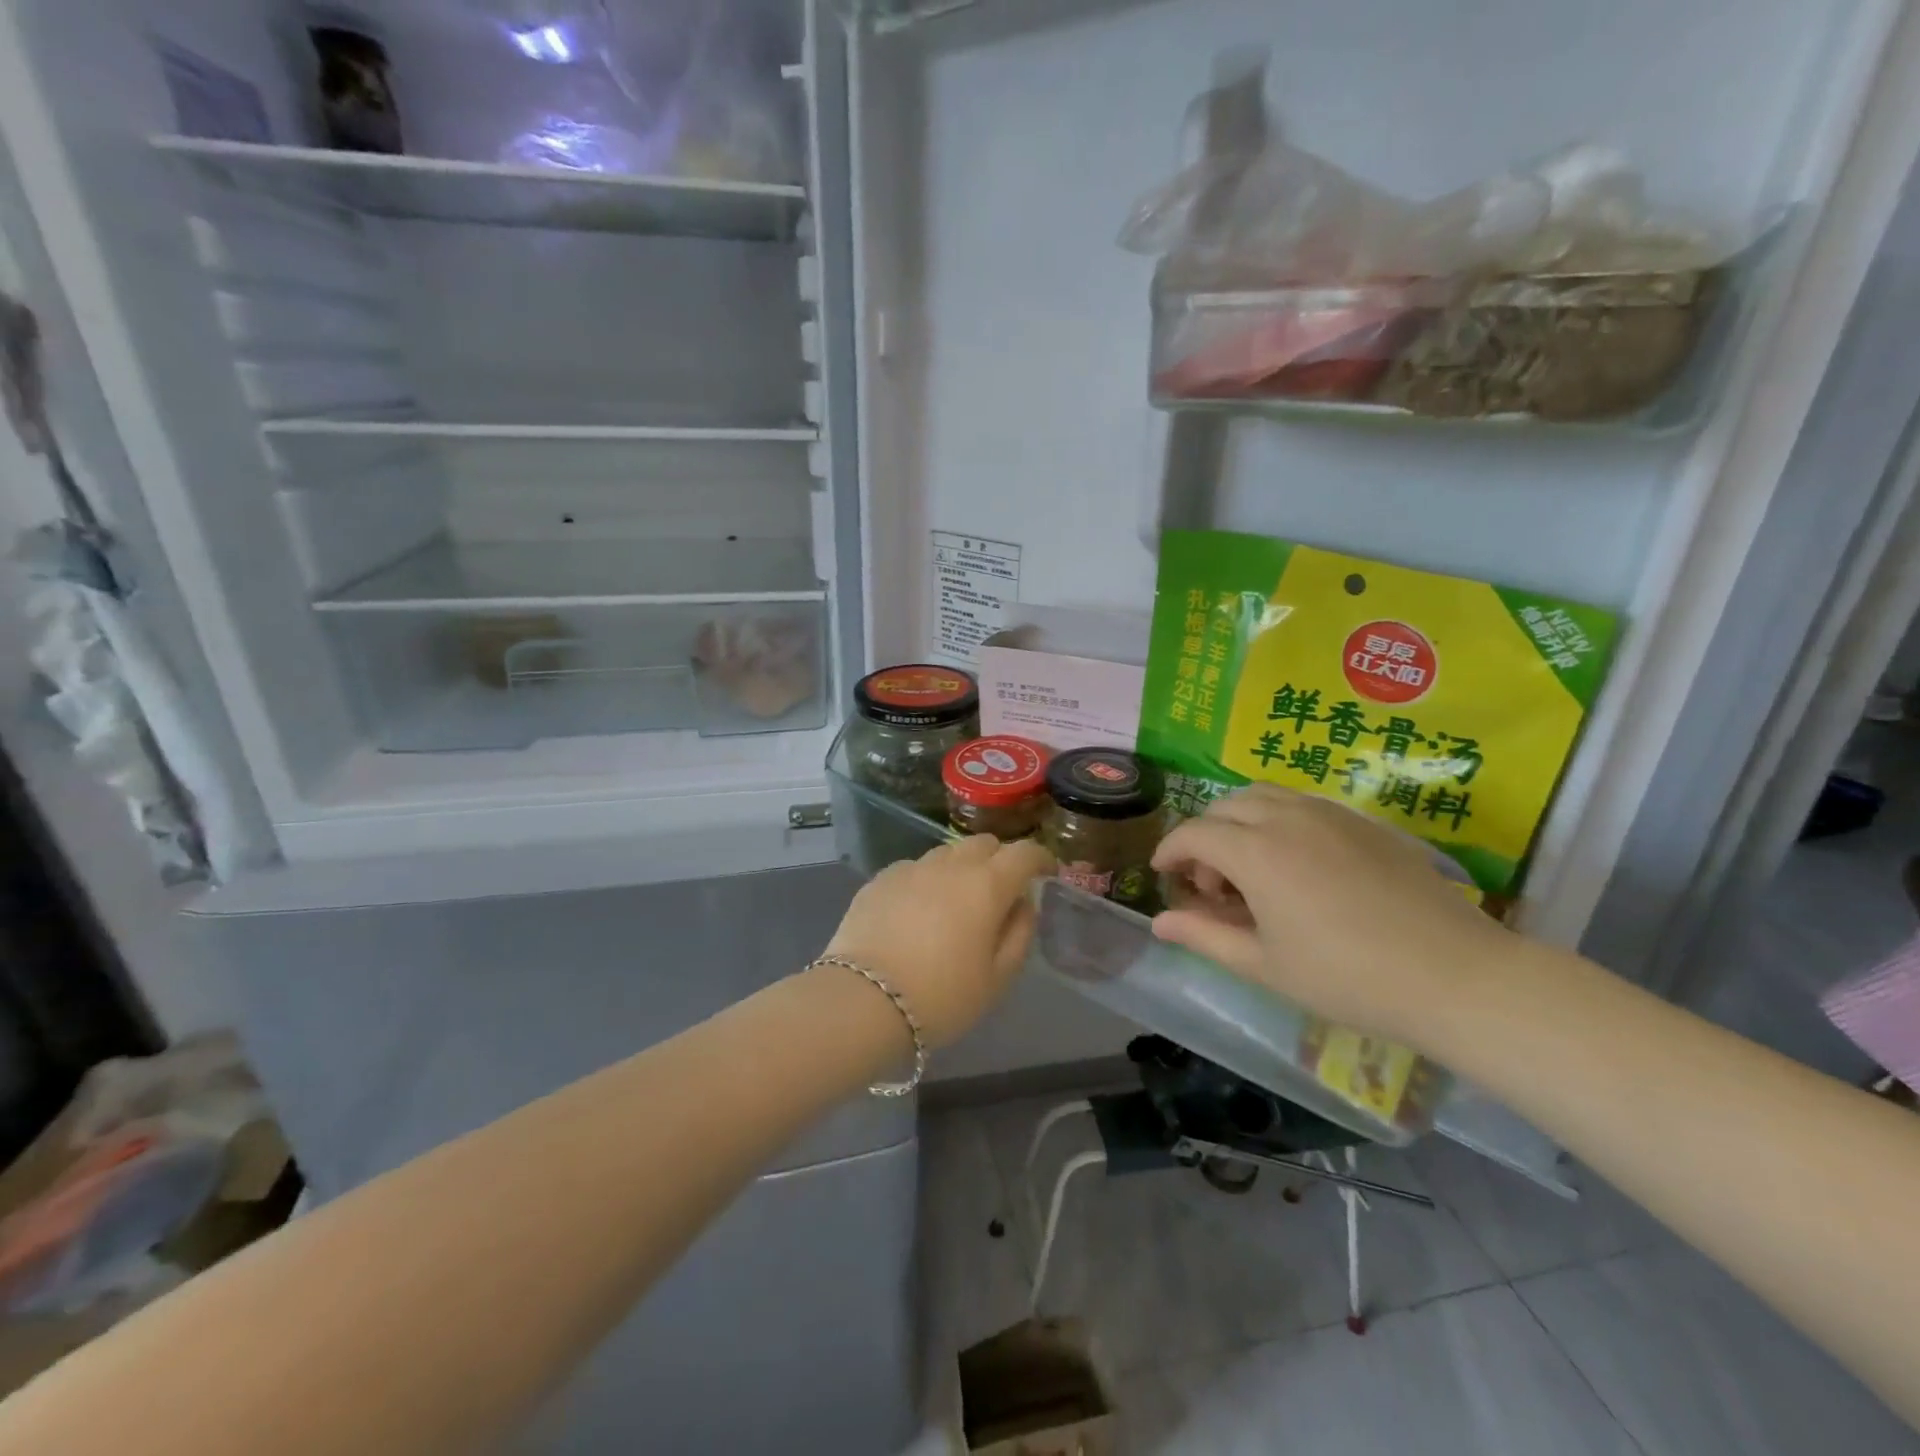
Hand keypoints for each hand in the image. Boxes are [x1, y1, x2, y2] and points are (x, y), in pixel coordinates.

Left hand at [827, 836, 1056, 1048]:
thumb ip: (1019, 934)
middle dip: (1000, 859)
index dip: (1041, 858)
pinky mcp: (881, 879)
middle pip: (984, 843)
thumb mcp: (997, 978)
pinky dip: (927, 880)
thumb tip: (1022, 904)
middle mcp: (951, 865)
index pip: (1024, 853)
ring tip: (957, 901)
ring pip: (948, 853)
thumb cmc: (942, 997)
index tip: (1046, 872)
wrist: (863, 1000)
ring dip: (962, 868)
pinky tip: (918, 911)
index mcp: (987, 885)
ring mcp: (912, 868)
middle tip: (1001, 890)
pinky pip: (915, 869)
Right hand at [1151, 784, 1512, 1048]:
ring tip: (1252, 868)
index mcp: (1256, 852)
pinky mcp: (1365, 822)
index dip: (1170, 850)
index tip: (1163, 874)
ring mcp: (1330, 814)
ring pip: (1264, 795)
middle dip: (1205, 838)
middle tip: (1214, 886)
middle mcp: (1287, 817)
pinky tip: (1298, 866)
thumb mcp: (1264, 965)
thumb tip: (1158, 923)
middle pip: (1225, 806)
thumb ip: (1204, 936)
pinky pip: (1303, 803)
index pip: (1194, 833)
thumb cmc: (1347, 978)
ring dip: (1240, 821)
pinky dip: (1279, 820)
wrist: (1455, 975)